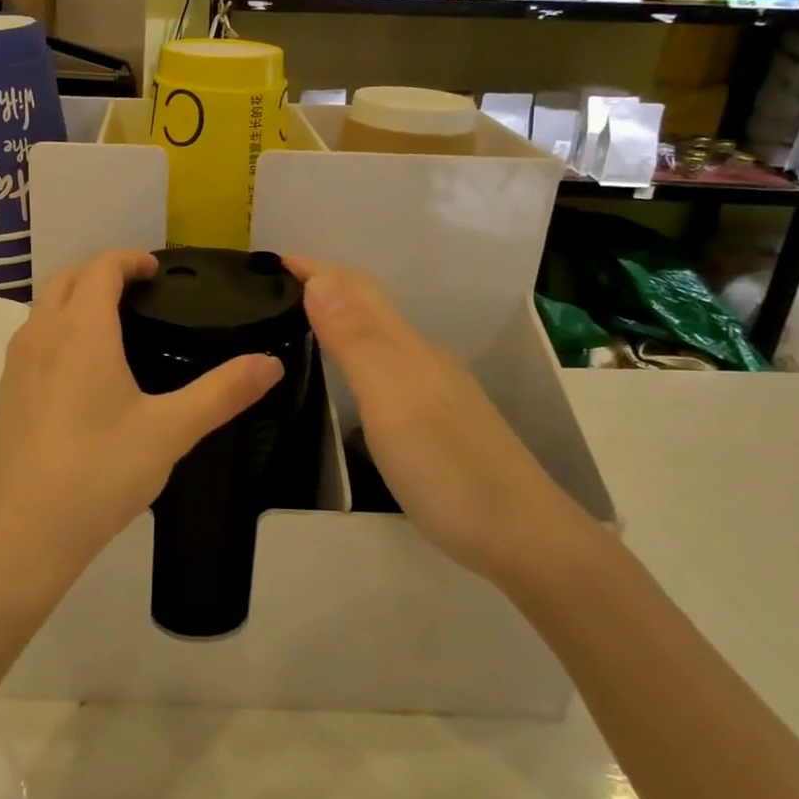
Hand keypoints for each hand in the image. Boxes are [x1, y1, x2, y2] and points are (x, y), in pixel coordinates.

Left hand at [0, 249, 283, 608]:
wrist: (17, 535)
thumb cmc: (97, 472)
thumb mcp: (170, 431)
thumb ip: (222, 392)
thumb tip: (271, 362)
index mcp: (81, 329)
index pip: (101, 266)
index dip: (130, 259)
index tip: (157, 270)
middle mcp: (41, 334)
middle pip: (67, 278)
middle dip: (102, 271)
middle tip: (140, 291)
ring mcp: (16, 364)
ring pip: (44, 307)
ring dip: (76, 299)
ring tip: (115, 326)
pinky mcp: (4, 394)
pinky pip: (33, 339)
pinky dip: (59, 329)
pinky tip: (83, 373)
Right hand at [282, 256, 579, 585]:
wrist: (524, 539)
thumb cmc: (449, 470)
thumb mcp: (393, 402)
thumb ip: (357, 341)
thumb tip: (320, 280)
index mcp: (408, 349)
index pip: (357, 290)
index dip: (317, 268)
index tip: (274, 259)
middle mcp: (422, 359)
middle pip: (371, 306)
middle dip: (326, 284)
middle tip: (279, 288)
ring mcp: (435, 390)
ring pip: (381, 335)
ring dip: (341, 316)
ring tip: (303, 321)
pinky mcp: (439, 420)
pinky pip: (387, 364)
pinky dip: (357, 351)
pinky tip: (348, 375)